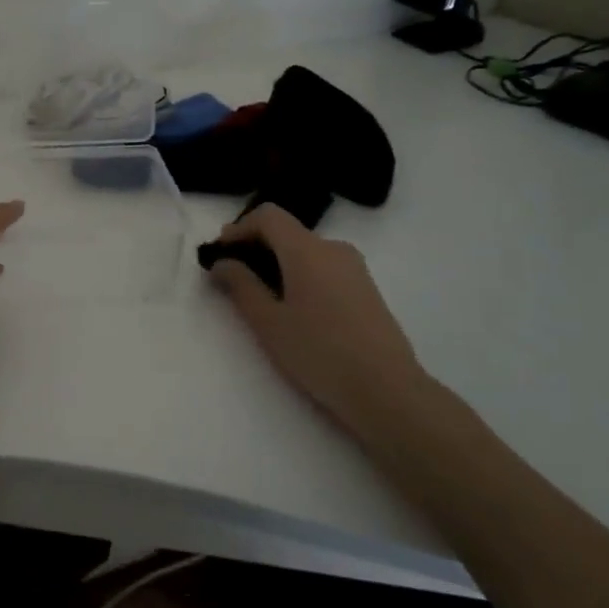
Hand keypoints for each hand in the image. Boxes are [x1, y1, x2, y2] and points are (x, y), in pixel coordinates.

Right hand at [207, 204, 430, 434]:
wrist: (387, 391)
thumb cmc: (319, 352)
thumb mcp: (268, 322)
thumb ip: (240, 285)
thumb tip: (223, 262)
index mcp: (307, 250)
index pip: (268, 216)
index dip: (239, 228)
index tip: (220, 252)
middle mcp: (334, 249)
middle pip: (287, 232)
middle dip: (255, 247)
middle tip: (232, 278)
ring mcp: (354, 268)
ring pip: (305, 251)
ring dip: (277, 263)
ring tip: (260, 298)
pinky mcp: (365, 289)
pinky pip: (323, 267)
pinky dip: (299, 275)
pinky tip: (293, 309)